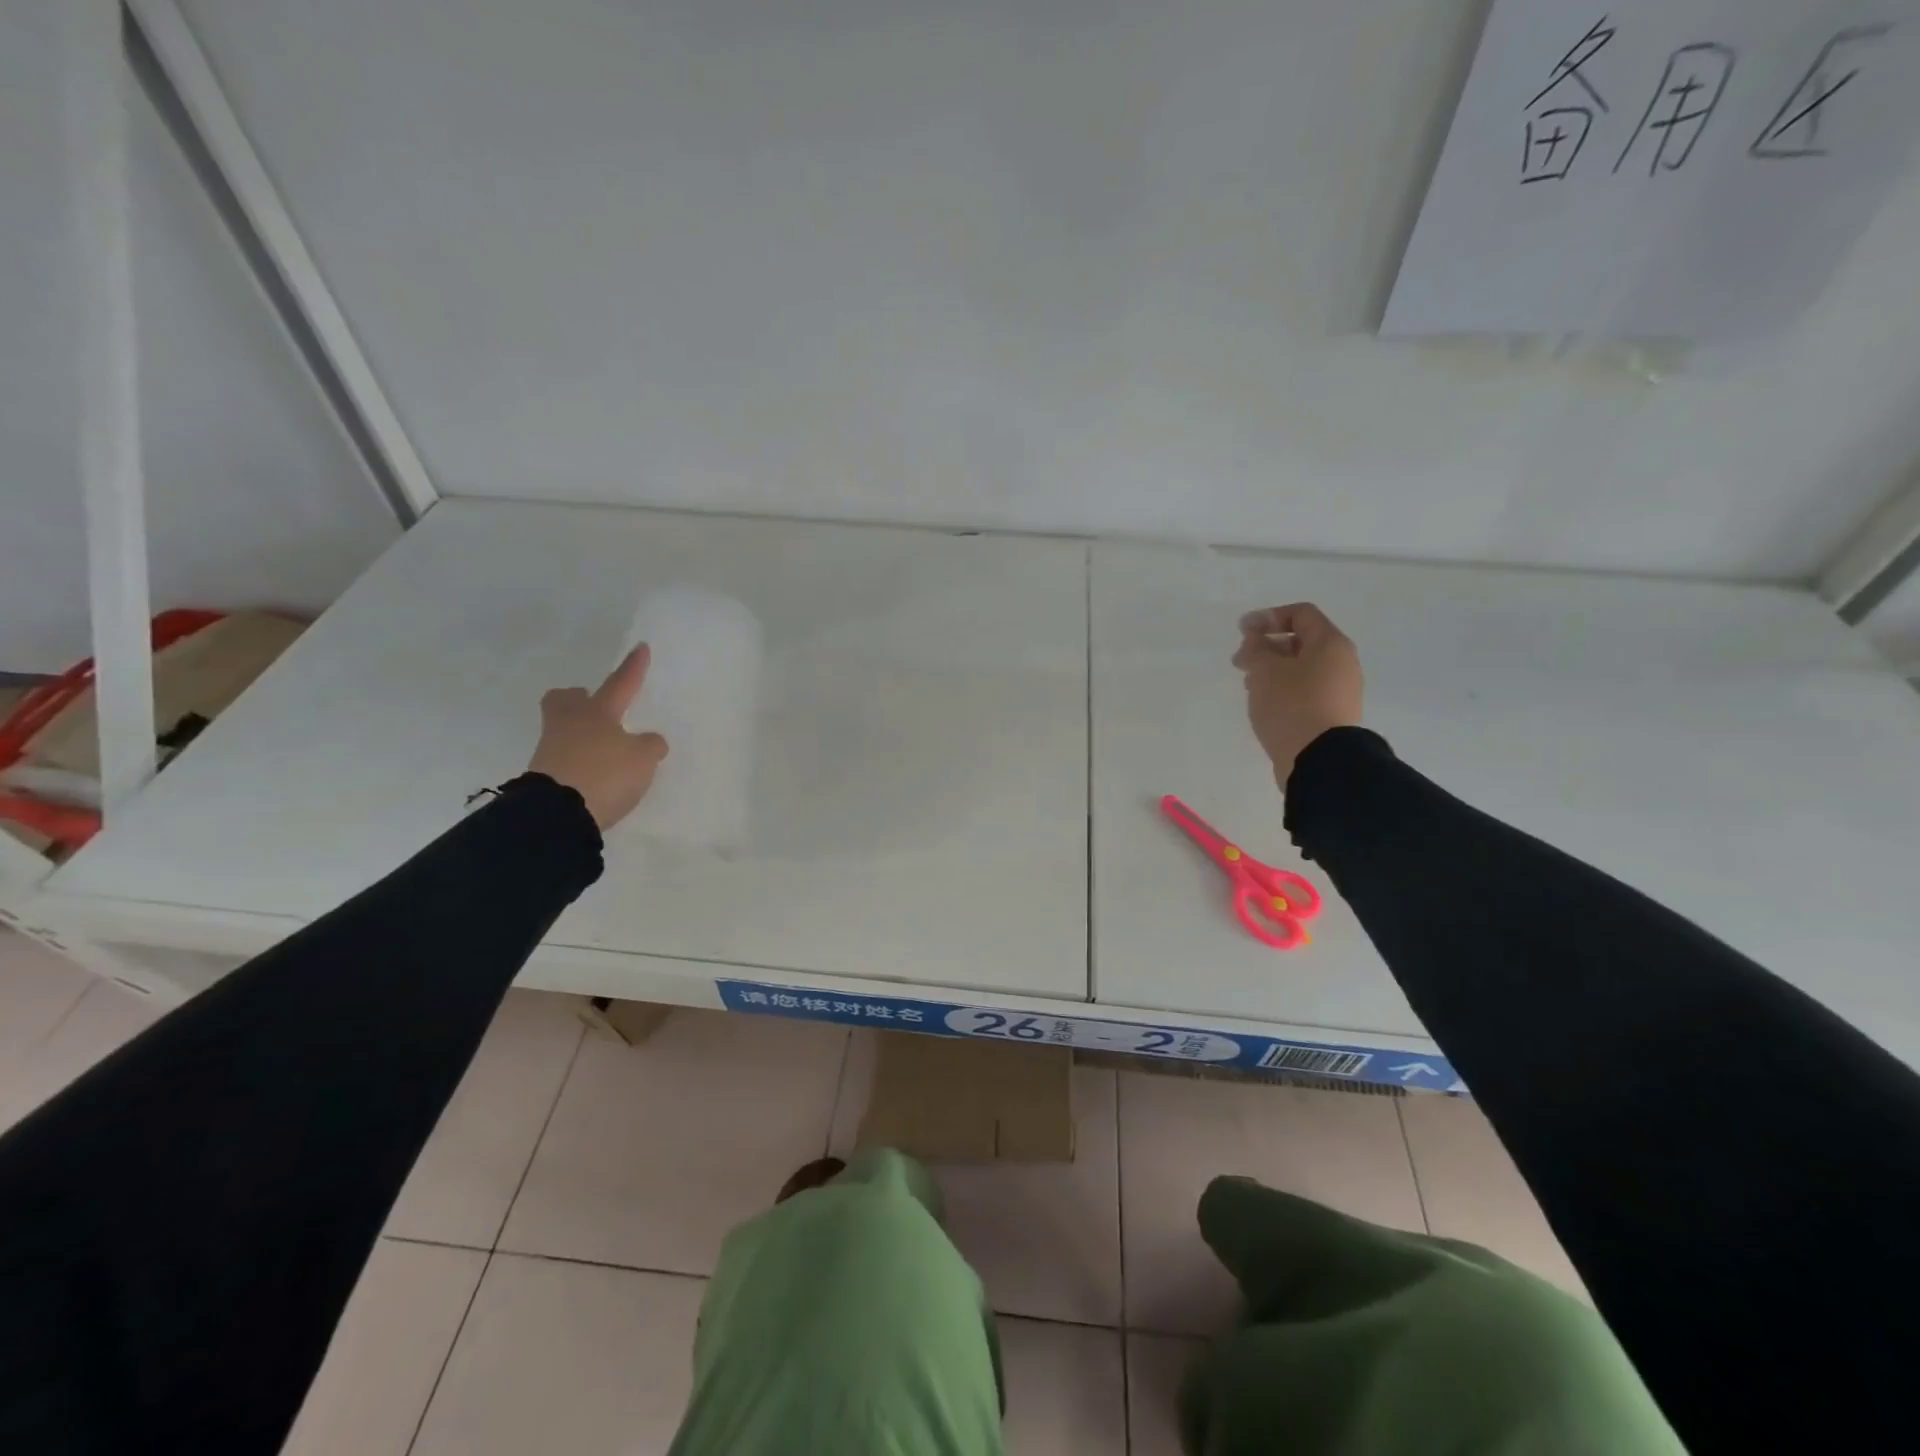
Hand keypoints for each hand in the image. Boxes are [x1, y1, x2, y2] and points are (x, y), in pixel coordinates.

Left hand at [527, 646, 669, 829]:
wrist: (557, 813)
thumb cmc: (605, 773)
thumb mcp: (643, 759)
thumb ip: (650, 745)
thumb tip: (648, 741)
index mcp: (597, 712)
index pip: (621, 683)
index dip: (633, 667)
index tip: (640, 647)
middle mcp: (570, 723)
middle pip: (565, 699)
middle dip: (579, 697)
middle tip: (593, 704)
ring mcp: (551, 748)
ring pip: (563, 728)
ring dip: (581, 733)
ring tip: (603, 749)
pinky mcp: (542, 775)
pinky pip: (563, 757)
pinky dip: (578, 760)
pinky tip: (594, 773)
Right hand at [1233, 603, 1363, 785]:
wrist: (1320, 759)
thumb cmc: (1291, 704)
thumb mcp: (1265, 670)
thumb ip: (1256, 647)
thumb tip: (1257, 640)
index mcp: (1330, 644)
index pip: (1301, 614)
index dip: (1268, 616)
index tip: (1242, 631)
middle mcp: (1342, 663)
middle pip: (1301, 642)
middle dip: (1266, 646)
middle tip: (1240, 662)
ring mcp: (1340, 691)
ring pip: (1301, 668)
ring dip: (1272, 670)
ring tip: (1249, 685)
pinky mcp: (1332, 715)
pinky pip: (1305, 691)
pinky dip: (1283, 689)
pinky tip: (1265, 704)